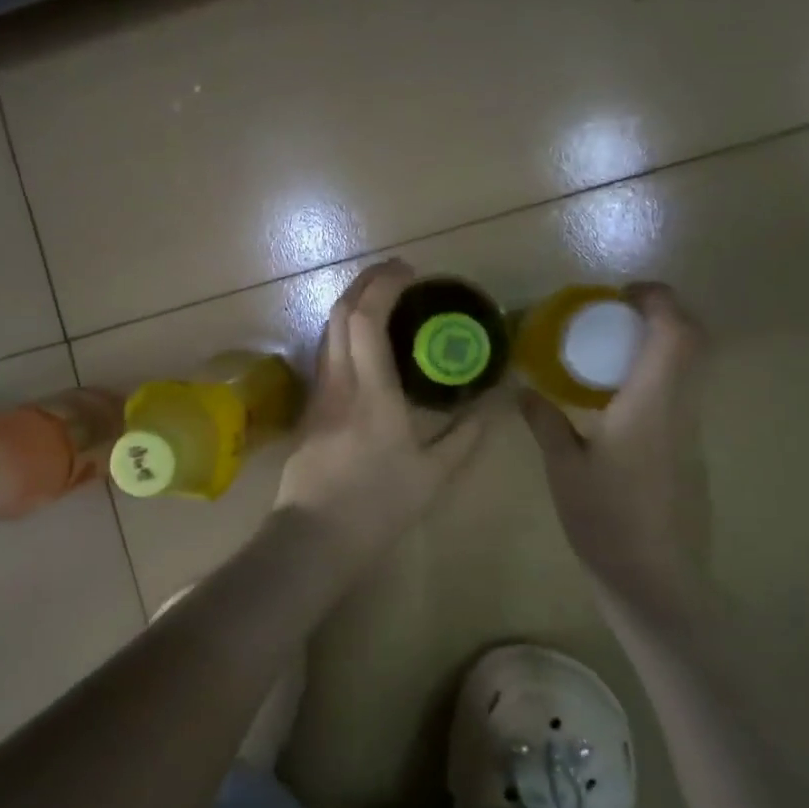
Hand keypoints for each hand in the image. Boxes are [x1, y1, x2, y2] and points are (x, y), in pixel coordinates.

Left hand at [275, 259, 484, 560]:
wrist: (314, 537)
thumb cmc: (378, 505)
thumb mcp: (435, 474)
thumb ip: (468, 434)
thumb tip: (498, 400)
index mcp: (371, 392)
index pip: (366, 319)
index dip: (383, 285)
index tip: (408, 270)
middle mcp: (338, 382)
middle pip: (339, 314)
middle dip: (365, 283)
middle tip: (397, 274)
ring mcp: (318, 394)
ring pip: (326, 332)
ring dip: (351, 305)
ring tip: (382, 300)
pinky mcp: (309, 409)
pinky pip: (325, 354)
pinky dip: (344, 332)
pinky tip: (364, 344)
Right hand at [520, 283, 712, 638]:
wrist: (655, 580)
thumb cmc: (606, 519)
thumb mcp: (563, 467)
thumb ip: (545, 421)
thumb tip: (523, 390)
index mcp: (651, 403)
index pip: (676, 332)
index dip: (658, 300)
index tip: (623, 293)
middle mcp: (680, 409)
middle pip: (693, 342)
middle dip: (661, 315)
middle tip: (615, 316)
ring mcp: (690, 432)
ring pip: (689, 369)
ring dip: (658, 347)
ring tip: (608, 354)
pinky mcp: (689, 453)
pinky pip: (678, 396)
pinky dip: (654, 378)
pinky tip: (615, 402)